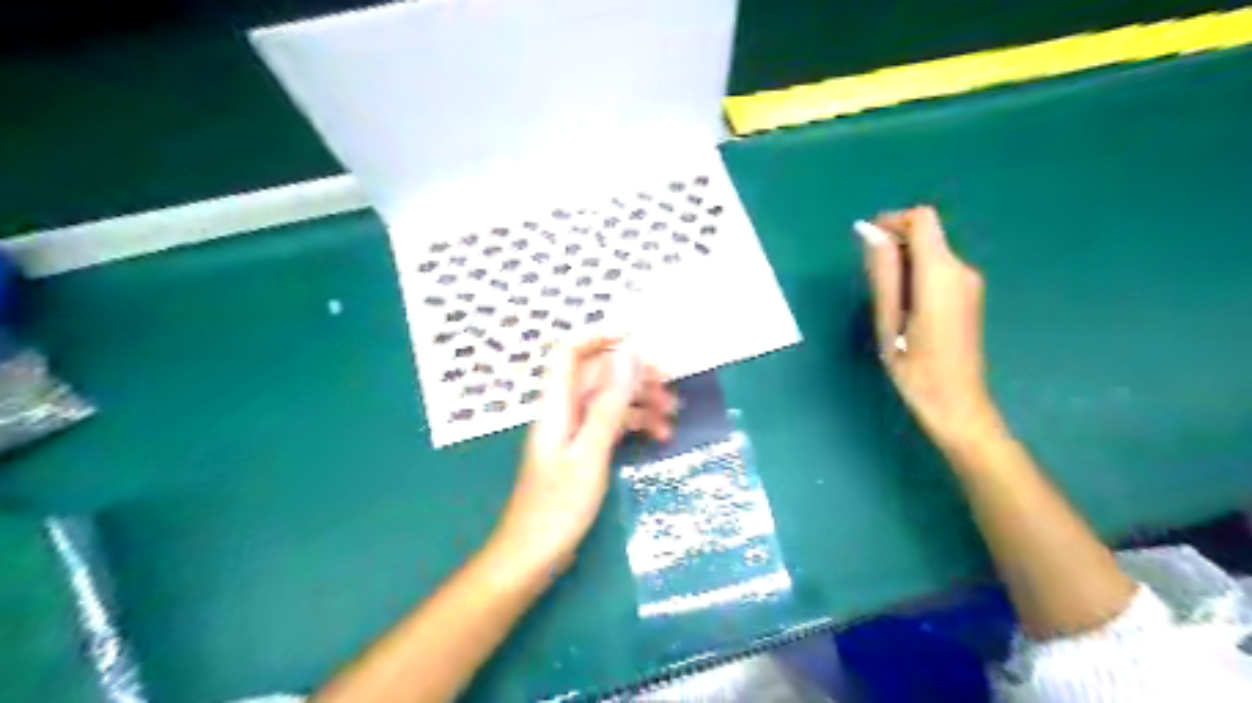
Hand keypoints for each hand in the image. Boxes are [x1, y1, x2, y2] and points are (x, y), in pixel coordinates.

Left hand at [495, 338, 679, 574]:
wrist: (533, 557)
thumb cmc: (556, 508)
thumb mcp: (589, 454)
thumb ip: (608, 405)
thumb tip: (628, 356)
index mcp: (556, 406)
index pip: (571, 353)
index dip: (600, 337)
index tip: (639, 337)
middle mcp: (564, 412)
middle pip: (598, 376)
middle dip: (633, 374)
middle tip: (669, 385)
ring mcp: (573, 433)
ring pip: (609, 402)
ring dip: (639, 403)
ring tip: (671, 417)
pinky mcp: (583, 453)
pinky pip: (611, 426)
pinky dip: (634, 426)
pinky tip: (658, 437)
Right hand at [863, 206, 999, 446]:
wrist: (956, 403)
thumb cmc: (914, 367)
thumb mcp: (888, 320)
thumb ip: (882, 272)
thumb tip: (870, 233)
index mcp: (940, 274)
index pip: (922, 219)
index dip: (892, 221)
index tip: (866, 241)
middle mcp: (961, 270)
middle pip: (927, 233)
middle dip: (894, 243)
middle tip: (869, 279)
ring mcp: (969, 283)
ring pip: (931, 251)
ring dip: (903, 261)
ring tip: (884, 300)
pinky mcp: (968, 295)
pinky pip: (938, 269)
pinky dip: (916, 274)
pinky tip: (903, 307)